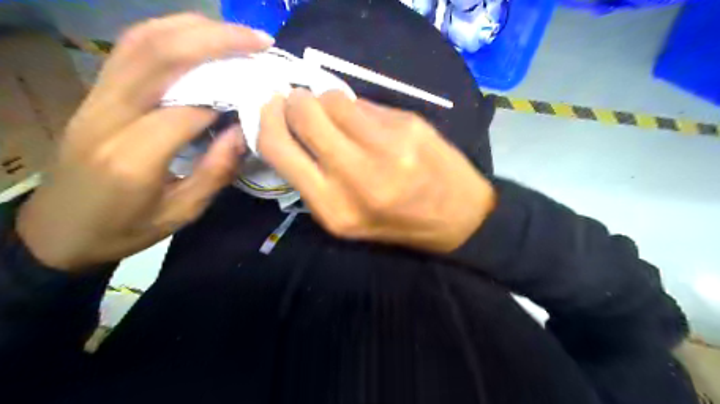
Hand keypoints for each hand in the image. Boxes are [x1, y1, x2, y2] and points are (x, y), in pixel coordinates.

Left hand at [17, 14, 276, 270]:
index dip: (228, 98)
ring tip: (235, 33)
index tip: (259, 99)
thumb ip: (215, 172)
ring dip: (194, 28)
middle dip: (216, 41)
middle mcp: (109, 115)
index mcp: (133, 157)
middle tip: (259, 40)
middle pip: (162, 56)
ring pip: (143, 41)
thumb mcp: (180, 213)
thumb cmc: (124, 229)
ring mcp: (96, 97)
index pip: (188, 109)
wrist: (58, 230)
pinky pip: (131, 48)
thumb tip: (245, 133)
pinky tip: (198, 37)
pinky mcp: (95, 92)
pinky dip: (169, 33)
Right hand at [259, 89, 495, 252]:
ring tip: (339, 118)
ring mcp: (385, 145)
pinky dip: (357, 109)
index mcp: (332, 206)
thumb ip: (311, 177)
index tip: (269, 110)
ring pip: (332, 98)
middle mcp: (355, 174)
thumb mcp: (344, 219)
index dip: (266, 120)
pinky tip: (370, 125)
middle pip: (302, 112)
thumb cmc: (396, 223)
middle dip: (293, 102)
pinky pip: (365, 103)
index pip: (277, 147)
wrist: (456, 217)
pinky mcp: (408, 124)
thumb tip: (287, 127)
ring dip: (326, 102)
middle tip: (301, 106)